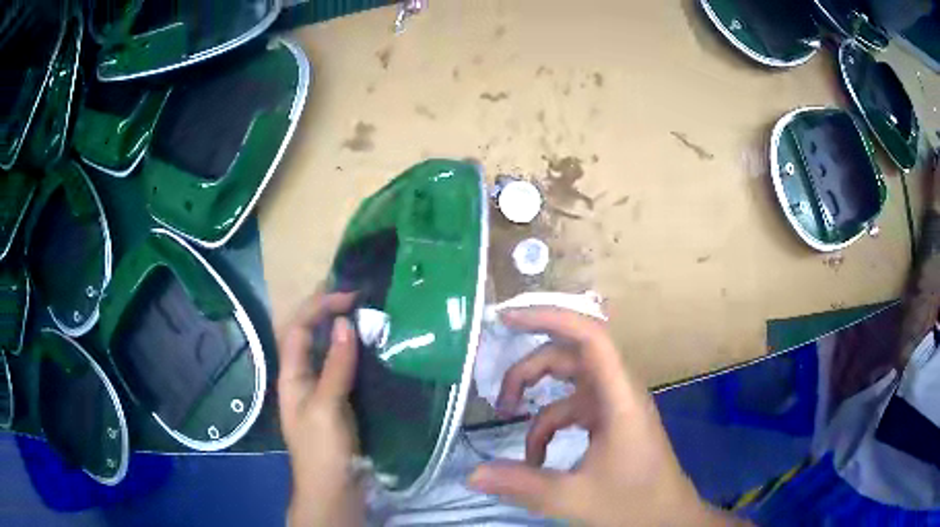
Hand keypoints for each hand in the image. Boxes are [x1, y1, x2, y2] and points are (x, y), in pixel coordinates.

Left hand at [278, 292, 363, 526]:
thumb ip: (335, 366)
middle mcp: (302, 377)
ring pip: (327, 351)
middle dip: (326, 311)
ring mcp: (320, 390)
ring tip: (364, 312)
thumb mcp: (327, 407)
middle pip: (309, 335)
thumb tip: (344, 323)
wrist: (333, 488)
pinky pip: (343, 369)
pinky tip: (370, 348)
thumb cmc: (322, 449)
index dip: (319, 307)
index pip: (298, 328)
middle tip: (355, 295)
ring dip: (341, 330)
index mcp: (291, 376)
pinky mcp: (338, 402)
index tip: (350, 297)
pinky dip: (353, 353)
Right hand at [468, 308, 741, 525]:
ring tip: (509, 423)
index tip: (508, 318)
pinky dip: (549, 426)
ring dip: (537, 400)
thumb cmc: (633, 504)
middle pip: (570, 357)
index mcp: (619, 398)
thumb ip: (522, 484)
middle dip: (529, 370)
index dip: (550, 317)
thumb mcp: (573, 498)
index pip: (590, 337)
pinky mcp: (610, 422)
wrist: (667, 519)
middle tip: (499, 399)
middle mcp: (618, 392)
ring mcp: (614, 406)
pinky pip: (572, 410)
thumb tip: (471, 475)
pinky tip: (537, 457)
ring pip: (568, 385)